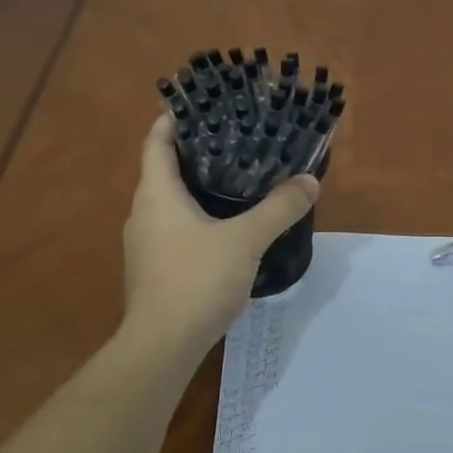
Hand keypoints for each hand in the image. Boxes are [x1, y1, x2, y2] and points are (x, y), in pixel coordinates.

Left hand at [122, 114, 319, 357]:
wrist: (161, 348)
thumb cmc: (196, 281)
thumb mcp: (246, 240)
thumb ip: (279, 209)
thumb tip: (309, 182)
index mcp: (156, 193)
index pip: (157, 141)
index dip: (175, 119)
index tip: (203, 105)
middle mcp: (143, 212)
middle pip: (164, 168)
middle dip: (197, 151)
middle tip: (236, 139)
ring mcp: (145, 243)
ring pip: (170, 200)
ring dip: (197, 185)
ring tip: (238, 178)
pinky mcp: (153, 268)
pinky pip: (173, 227)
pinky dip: (196, 215)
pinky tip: (227, 226)